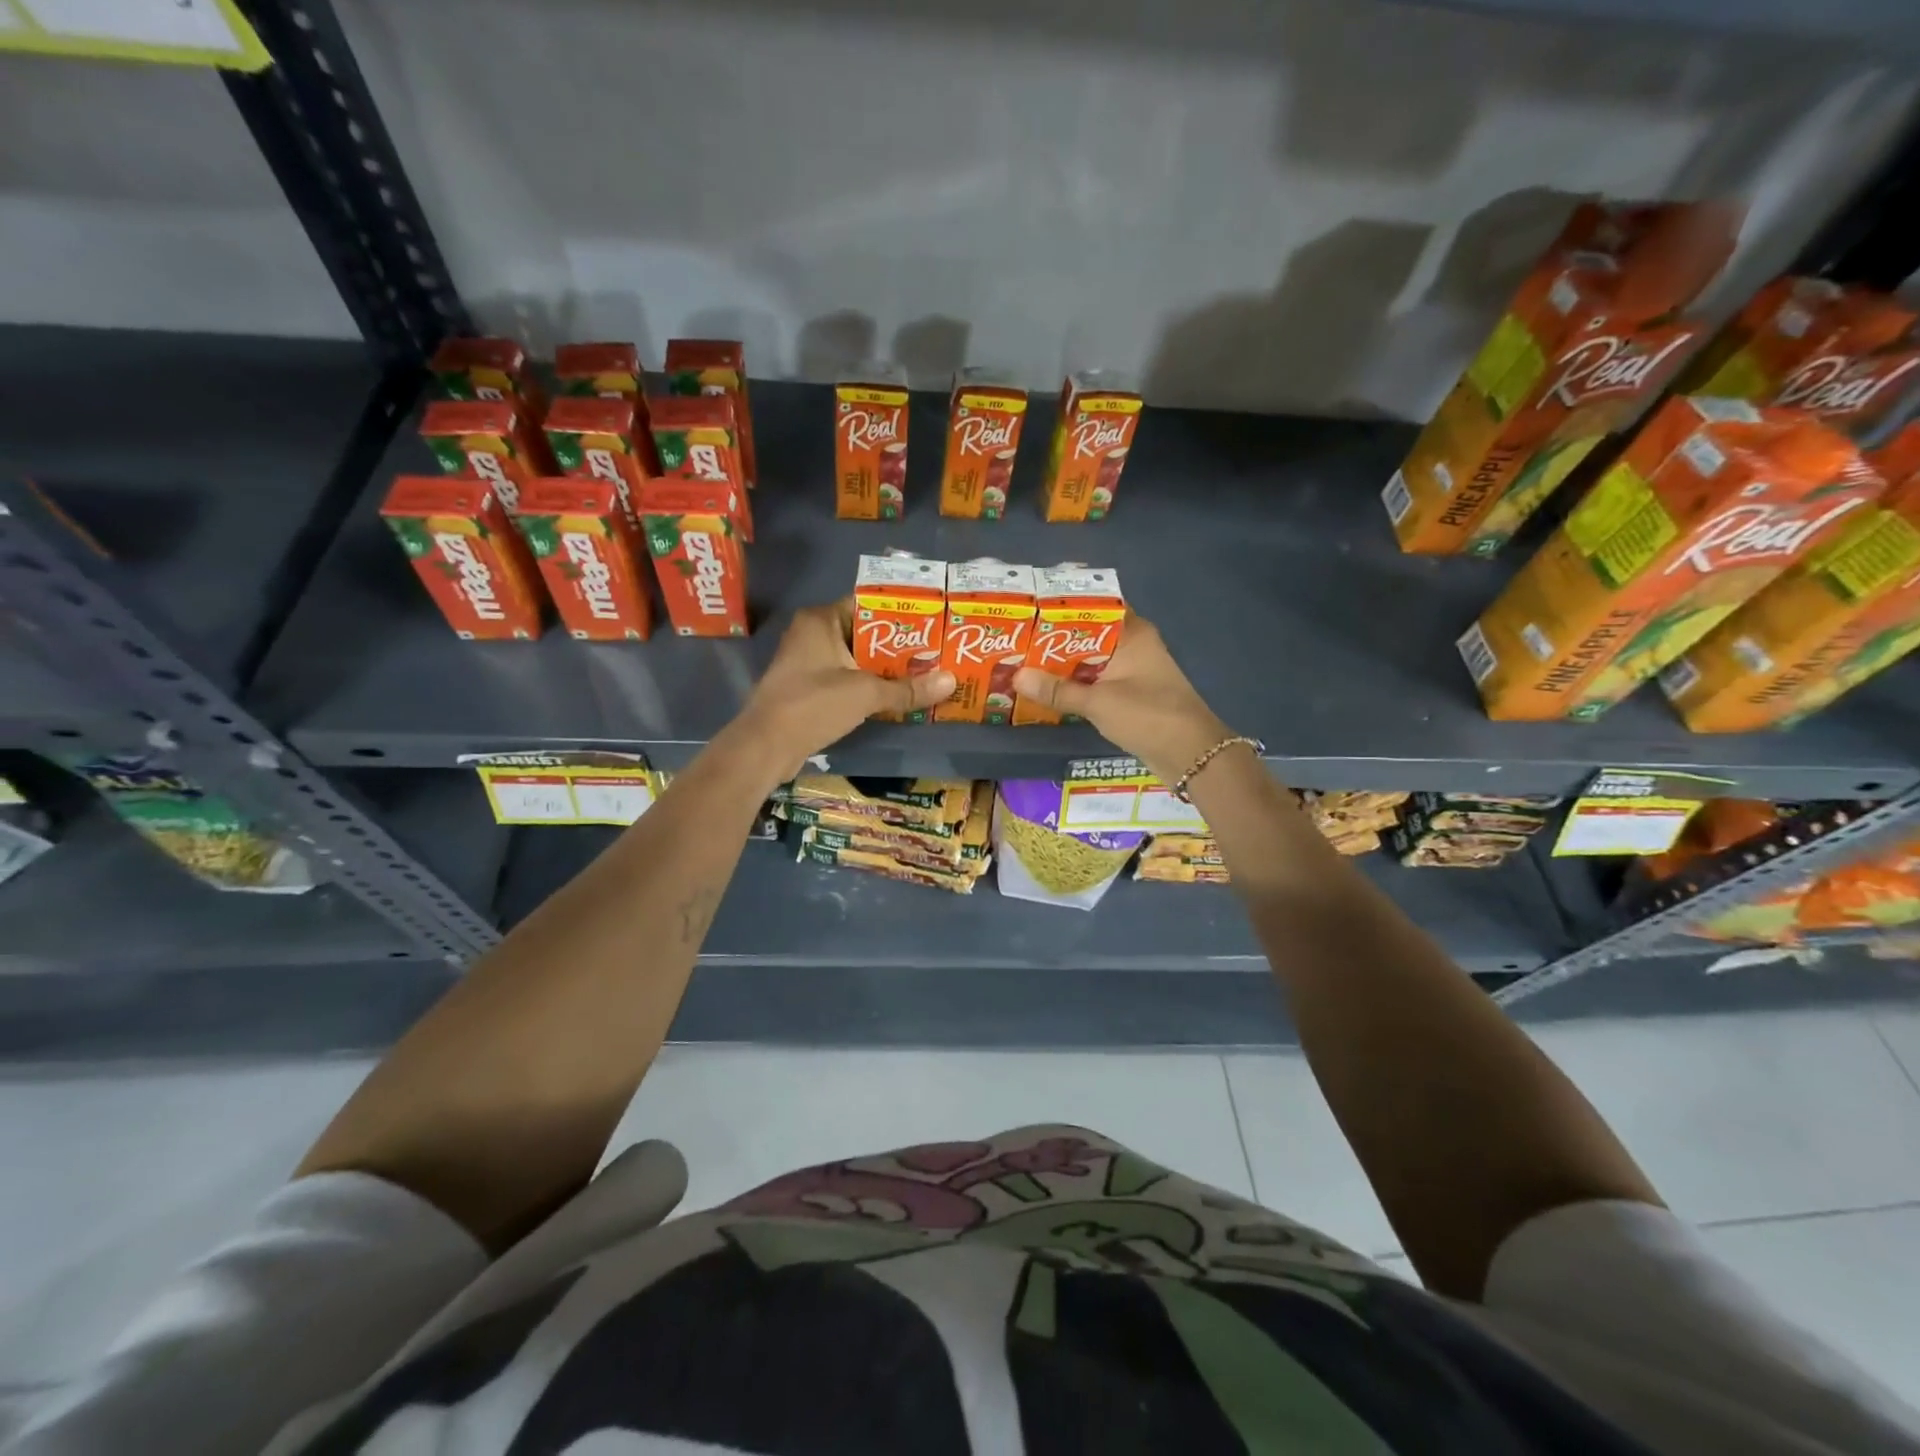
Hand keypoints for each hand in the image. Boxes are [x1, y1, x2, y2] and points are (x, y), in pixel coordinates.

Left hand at [726, 599, 955, 783]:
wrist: (766, 745)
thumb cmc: (814, 704)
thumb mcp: (867, 694)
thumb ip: (908, 688)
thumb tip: (952, 681)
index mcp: (821, 620)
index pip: (867, 604)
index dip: (900, 613)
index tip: (931, 622)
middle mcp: (811, 634)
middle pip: (863, 633)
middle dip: (897, 645)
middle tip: (934, 651)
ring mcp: (806, 662)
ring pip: (854, 658)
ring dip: (883, 668)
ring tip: (922, 673)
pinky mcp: (806, 687)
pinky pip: (844, 678)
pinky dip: (867, 685)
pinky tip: (894, 696)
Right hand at [1013, 614, 1232, 783]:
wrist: (1192, 756)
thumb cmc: (1149, 715)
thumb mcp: (1098, 702)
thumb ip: (1057, 690)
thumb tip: (1016, 677)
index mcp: (1132, 633)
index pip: (1093, 606)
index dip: (1062, 607)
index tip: (1029, 608)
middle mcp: (1133, 646)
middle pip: (1087, 635)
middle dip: (1054, 639)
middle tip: (1014, 639)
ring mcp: (1133, 672)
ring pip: (1090, 661)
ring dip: (1062, 665)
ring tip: (1021, 663)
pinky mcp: (1131, 695)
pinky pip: (1096, 682)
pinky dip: (1075, 685)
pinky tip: (1047, 691)